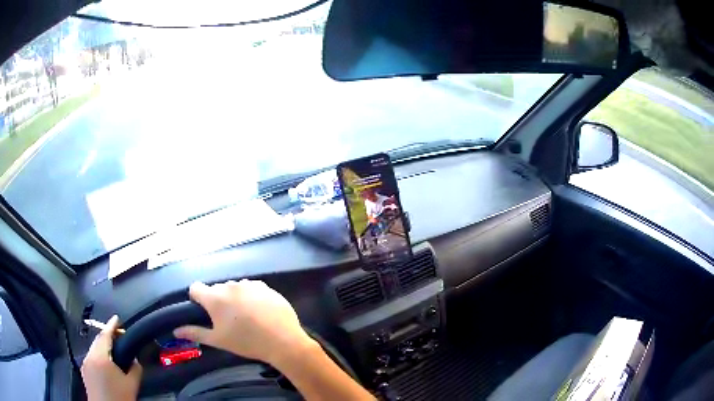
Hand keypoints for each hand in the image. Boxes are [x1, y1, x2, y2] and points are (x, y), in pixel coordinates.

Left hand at [81, 315, 142, 400]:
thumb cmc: (119, 398)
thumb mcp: (131, 385)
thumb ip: (135, 369)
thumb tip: (135, 360)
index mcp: (100, 357)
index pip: (105, 335)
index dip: (111, 325)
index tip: (117, 318)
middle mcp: (89, 356)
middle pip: (98, 341)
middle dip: (108, 336)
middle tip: (119, 336)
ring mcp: (85, 364)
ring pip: (93, 349)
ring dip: (103, 346)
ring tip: (114, 351)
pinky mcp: (84, 372)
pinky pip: (91, 358)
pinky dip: (99, 356)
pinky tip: (106, 364)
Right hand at [174, 280, 314, 366]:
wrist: (283, 341)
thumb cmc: (246, 342)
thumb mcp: (218, 340)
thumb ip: (195, 333)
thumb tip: (175, 330)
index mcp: (215, 297)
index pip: (196, 287)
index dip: (197, 298)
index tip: (204, 311)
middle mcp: (230, 285)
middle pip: (217, 289)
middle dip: (218, 300)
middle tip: (227, 319)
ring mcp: (250, 284)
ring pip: (235, 288)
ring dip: (235, 297)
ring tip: (245, 317)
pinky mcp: (266, 287)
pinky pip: (252, 288)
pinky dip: (251, 296)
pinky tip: (259, 312)